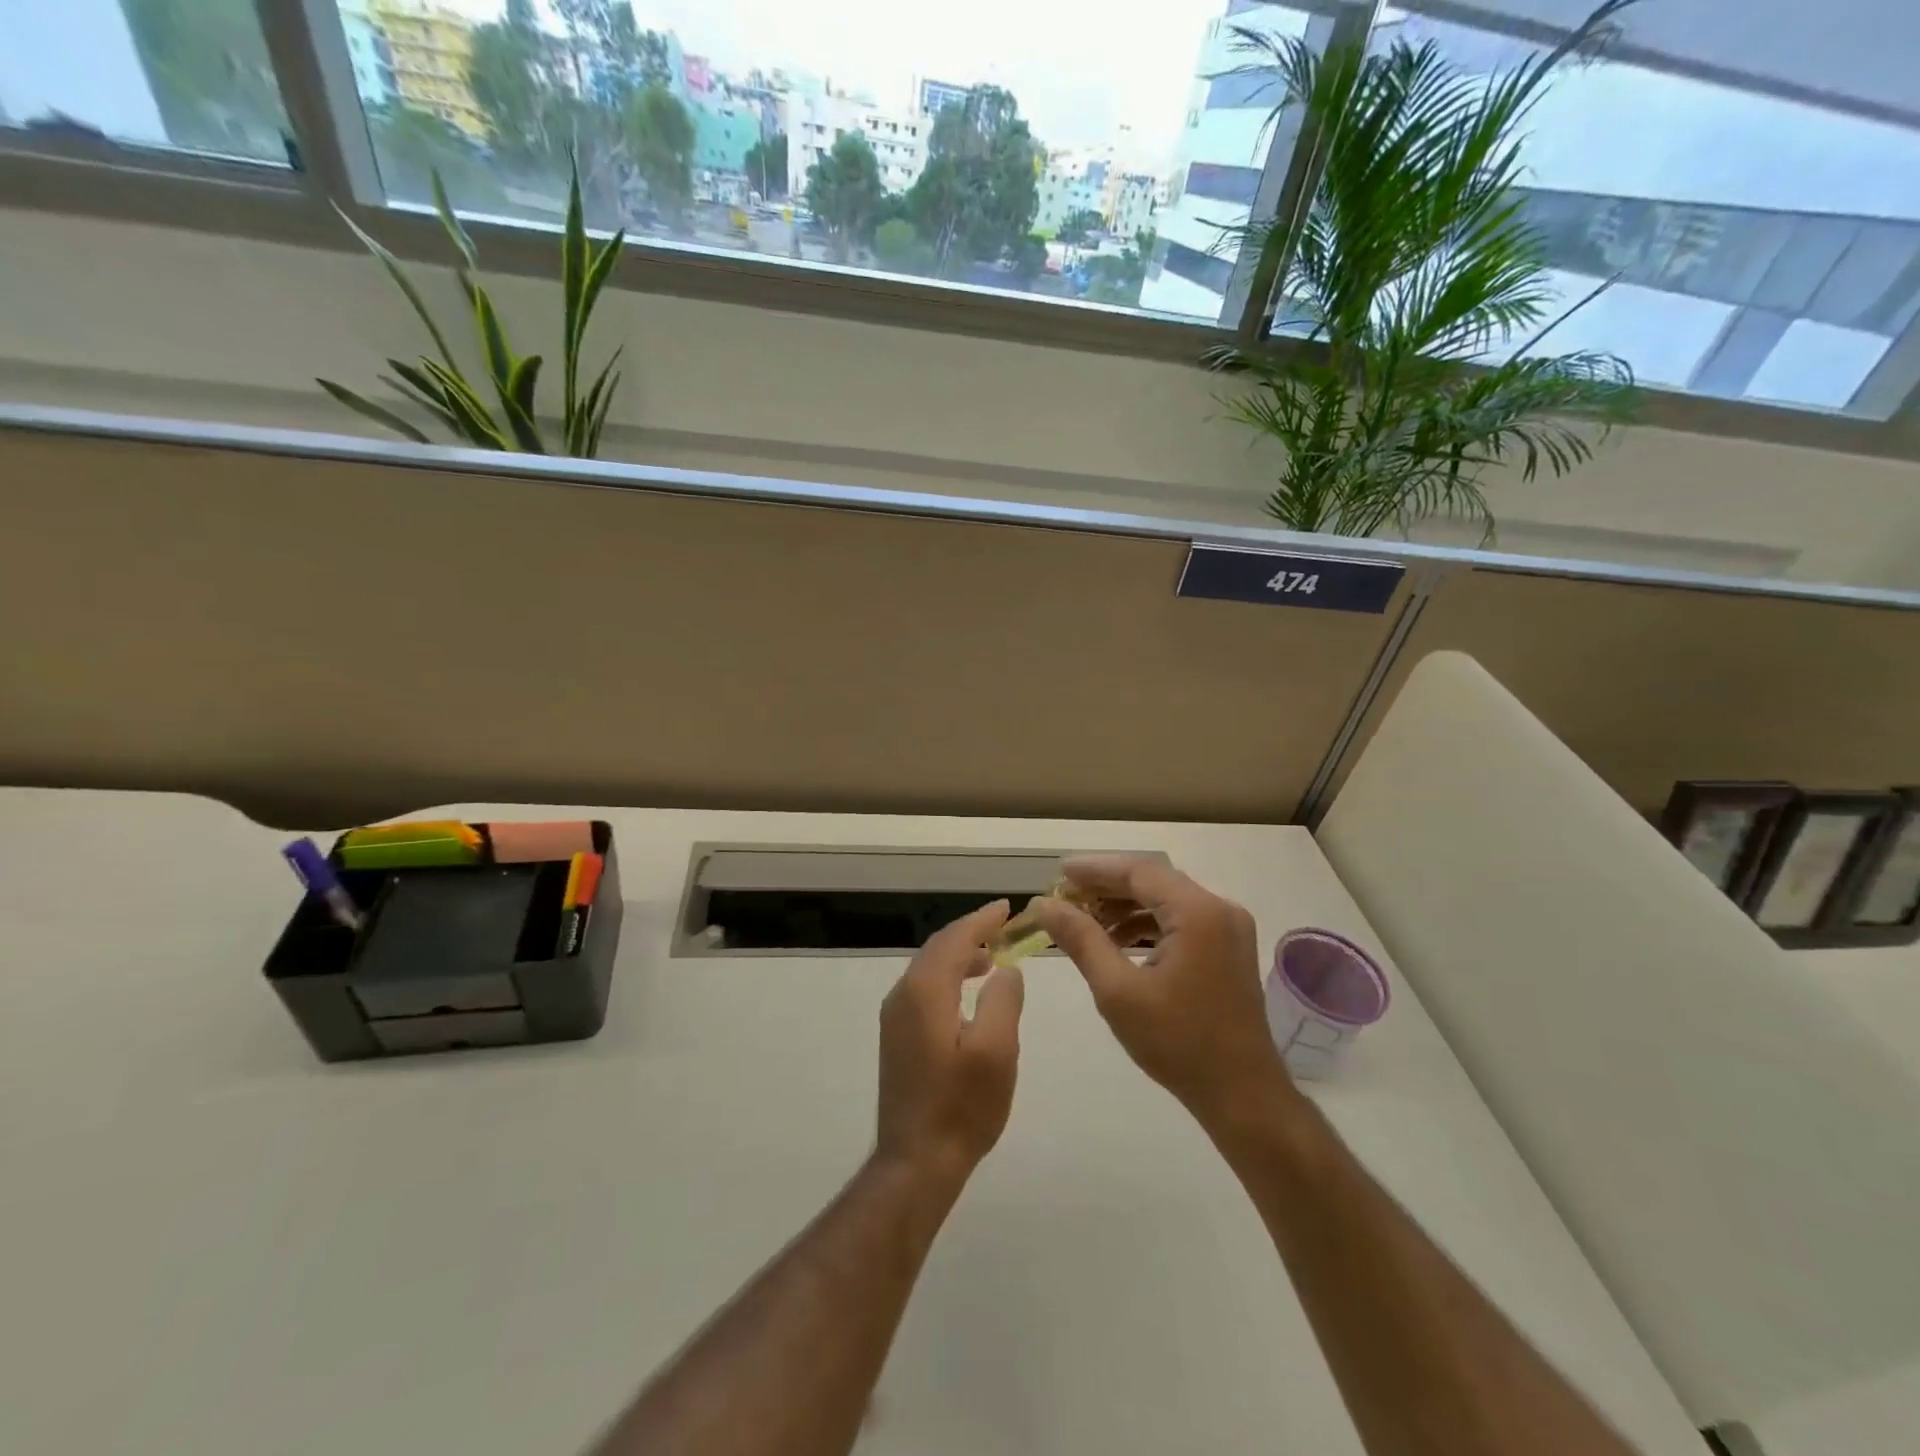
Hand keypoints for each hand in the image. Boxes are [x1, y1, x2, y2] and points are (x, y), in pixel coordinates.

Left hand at [876, 900, 1024, 1185]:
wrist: (916, 1161)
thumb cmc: (961, 1106)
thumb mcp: (996, 1051)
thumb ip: (1003, 1000)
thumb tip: (1005, 969)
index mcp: (925, 991)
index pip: (954, 939)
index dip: (981, 920)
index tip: (1007, 907)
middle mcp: (903, 995)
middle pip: (938, 948)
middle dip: (970, 933)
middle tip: (1003, 927)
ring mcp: (895, 1017)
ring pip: (928, 968)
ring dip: (959, 955)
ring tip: (992, 957)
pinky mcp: (896, 1037)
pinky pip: (923, 988)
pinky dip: (947, 976)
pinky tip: (967, 992)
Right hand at [1028, 856, 1292, 1128]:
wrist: (1243, 1096)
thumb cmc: (1178, 1043)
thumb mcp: (1118, 991)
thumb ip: (1081, 940)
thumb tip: (1044, 904)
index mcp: (1197, 913)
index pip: (1139, 871)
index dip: (1095, 868)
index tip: (1059, 872)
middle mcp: (1220, 908)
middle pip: (1154, 881)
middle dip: (1108, 886)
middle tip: (1066, 896)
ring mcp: (1229, 928)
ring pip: (1167, 900)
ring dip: (1126, 905)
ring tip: (1085, 920)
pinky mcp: (1229, 948)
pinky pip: (1182, 920)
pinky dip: (1148, 923)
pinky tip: (1119, 940)